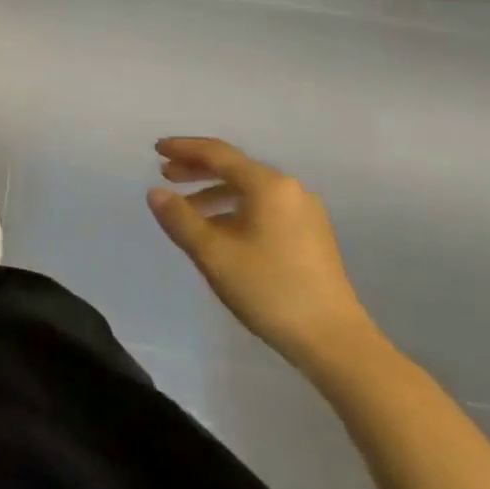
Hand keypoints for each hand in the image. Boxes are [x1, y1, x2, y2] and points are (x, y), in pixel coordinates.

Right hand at [146, 137, 383, 374]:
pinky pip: (263, 207)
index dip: (184, 149)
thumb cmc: (269, 289)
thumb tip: (155, 192)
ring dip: (214, 192)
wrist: (333, 340)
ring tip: (186, 208)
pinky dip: (234, 208)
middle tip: (166, 175)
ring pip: (249, 189)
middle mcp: (289, 189)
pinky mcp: (310, 234)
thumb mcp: (213, 253)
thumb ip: (180, 219)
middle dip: (197, 169)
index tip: (156, 149)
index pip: (217, 154)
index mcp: (268, 186)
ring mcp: (304, 212)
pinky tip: (219, 230)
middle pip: (235, 168)